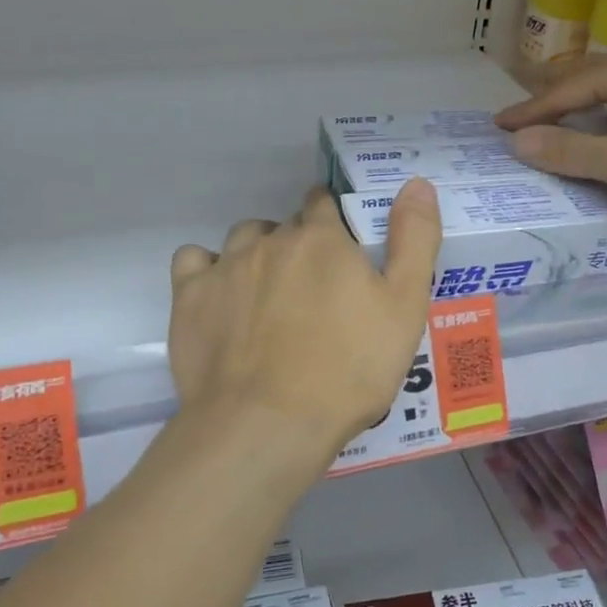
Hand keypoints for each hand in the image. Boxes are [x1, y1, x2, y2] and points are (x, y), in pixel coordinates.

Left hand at [167, 181, 442, 466]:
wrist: (268, 424)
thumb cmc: (348, 369)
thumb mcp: (405, 307)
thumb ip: (415, 240)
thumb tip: (417, 182)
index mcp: (322, 239)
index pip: (324, 203)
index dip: (334, 222)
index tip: (341, 251)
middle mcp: (271, 240)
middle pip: (286, 226)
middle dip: (300, 246)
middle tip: (313, 290)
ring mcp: (226, 266)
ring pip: (243, 239)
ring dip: (257, 253)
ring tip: (269, 294)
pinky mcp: (189, 297)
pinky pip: (193, 260)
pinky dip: (207, 269)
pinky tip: (219, 295)